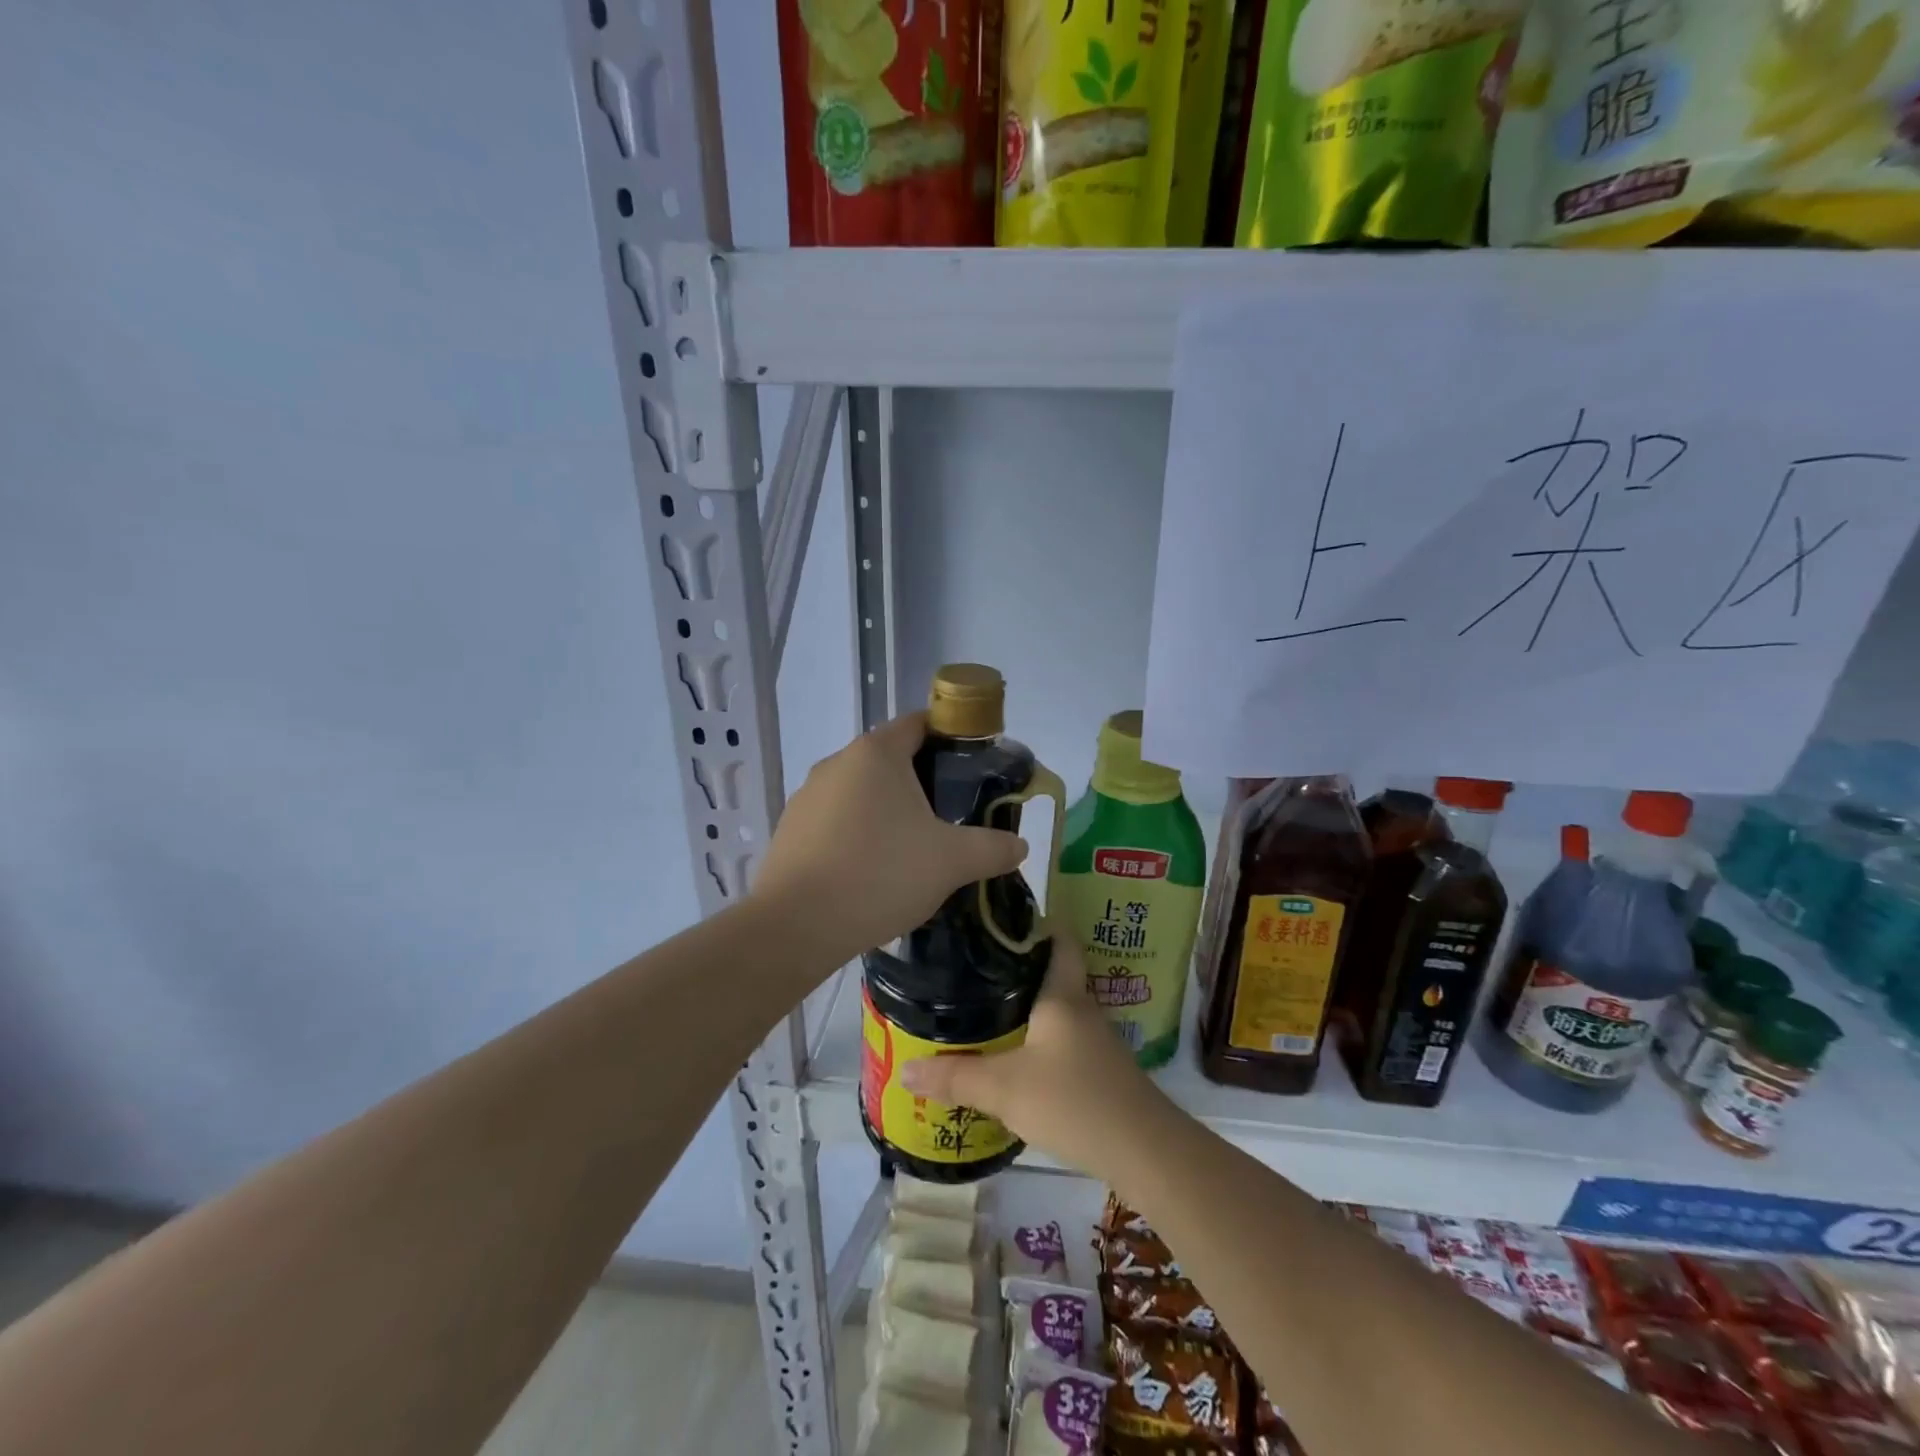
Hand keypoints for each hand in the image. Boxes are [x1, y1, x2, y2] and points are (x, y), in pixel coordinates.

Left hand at [753, 713, 1027, 966]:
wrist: (796, 926)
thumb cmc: (880, 874)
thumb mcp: (951, 861)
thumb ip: (993, 848)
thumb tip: (1020, 846)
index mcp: (876, 753)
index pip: (919, 723)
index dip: (950, 737)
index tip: (973, 765)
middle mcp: (836, 763)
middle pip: (890, 759)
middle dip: (923, 781)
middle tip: (952, 814)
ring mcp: (807, 796)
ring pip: (861, 792)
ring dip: (888, 810)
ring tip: (914, 848)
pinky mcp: (790, 830)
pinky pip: (836, 821)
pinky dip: (859, 834)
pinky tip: (873, 870)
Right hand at [899, 936, 1175, 1183]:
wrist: (1145, 1151)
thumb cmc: (1074, 1100)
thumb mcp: (1005, 1089)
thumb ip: (955, 1078)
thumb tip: (904, 1070)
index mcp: (1062, 994)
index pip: (1058, 938)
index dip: (1035, 921)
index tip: (1000, 918)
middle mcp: (1081, 1008)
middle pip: (1051, 973)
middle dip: (1016, 968)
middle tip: (971, 966)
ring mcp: (1094, 1041)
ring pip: (1055, 1010)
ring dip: (1025, 1007)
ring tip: (982, 1008)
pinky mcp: (1099, 1071)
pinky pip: (1061, 1040)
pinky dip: (1037, 1039)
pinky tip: (1013, 1056)